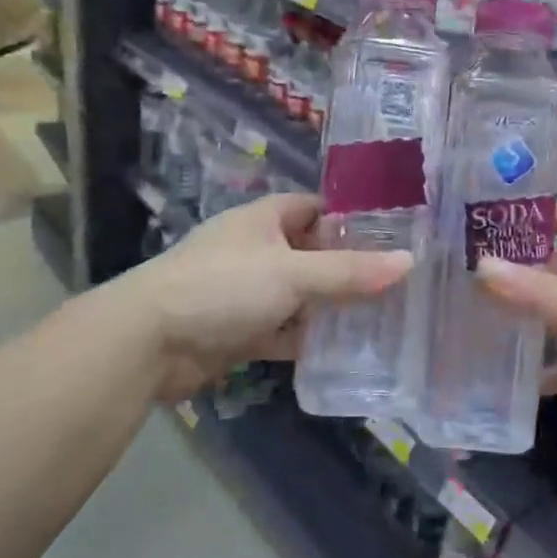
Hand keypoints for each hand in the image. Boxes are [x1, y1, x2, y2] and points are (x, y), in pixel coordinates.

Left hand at [131, 194, 410, 399]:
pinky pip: (286, 331)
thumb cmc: (223, 286)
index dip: (352, 217)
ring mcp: (248, 292)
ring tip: (386, 314)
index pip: (317, 208)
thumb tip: (409, 261)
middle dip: (350, 266)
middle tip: (400, 279)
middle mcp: (257, 250)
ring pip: (302, 295)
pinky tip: (346, 349)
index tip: (395, 232)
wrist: (147, 343)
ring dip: (332, 306)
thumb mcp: (293, 273)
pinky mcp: (241, 331)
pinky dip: (309, 339)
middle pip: (313, 253)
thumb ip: (350, 271)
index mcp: (265, 220)